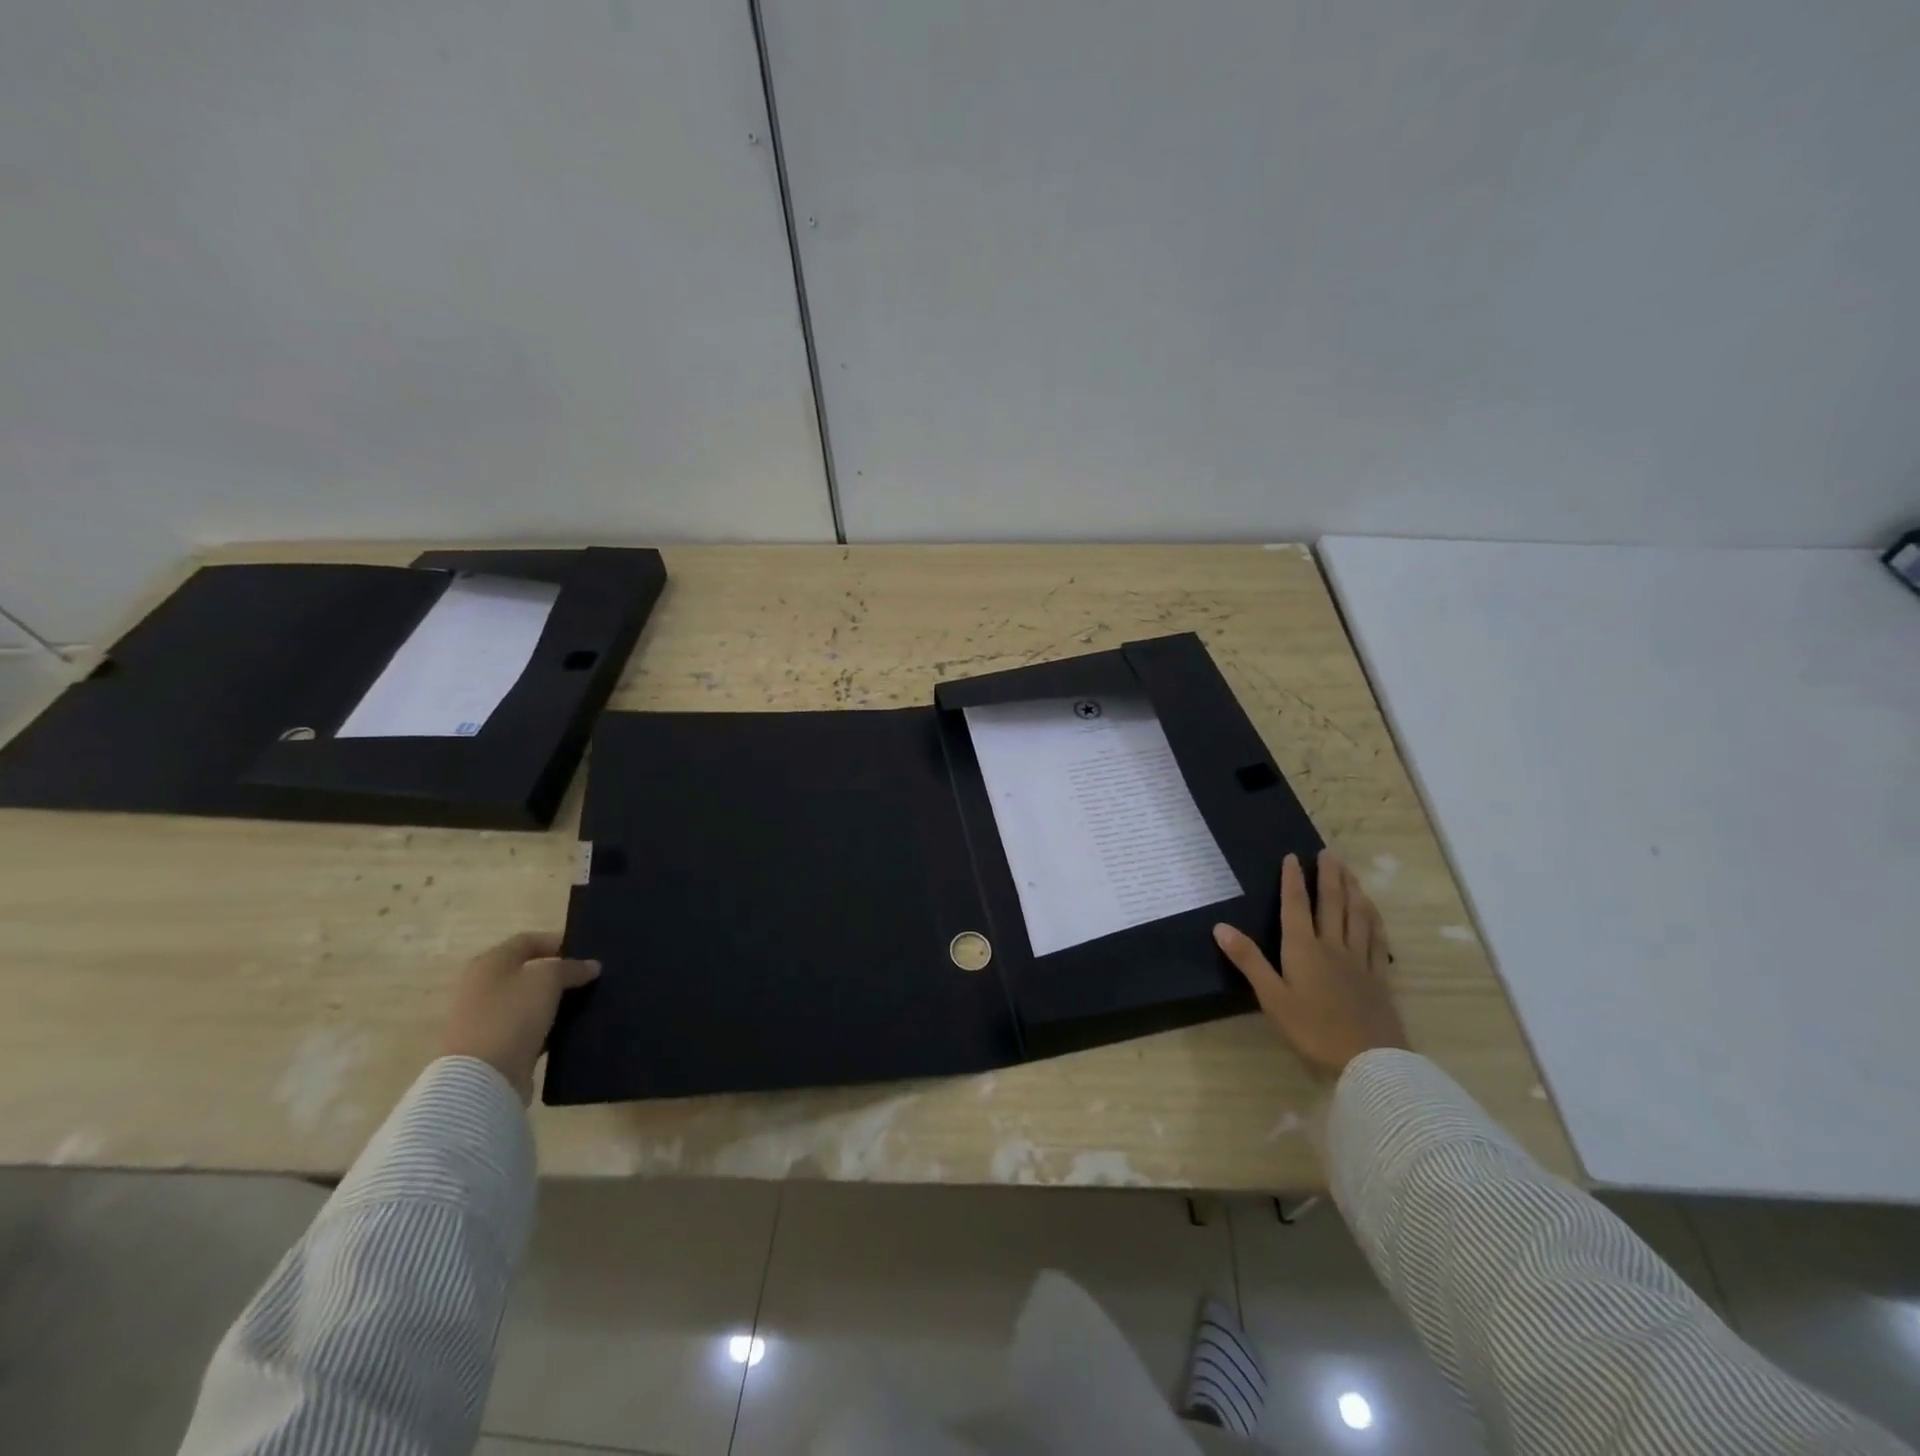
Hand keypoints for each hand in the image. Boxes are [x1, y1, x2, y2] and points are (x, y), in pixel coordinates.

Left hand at [441, 932, 600, 1102]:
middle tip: (592, 976)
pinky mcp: (497, 1045)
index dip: (559, 941)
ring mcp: (488, 1018)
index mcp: (490, 963)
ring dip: (557, 1000)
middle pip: (529, 970)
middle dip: (561, 972)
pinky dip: (550, 1025)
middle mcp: (484, 986)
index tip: (589, 952)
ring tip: (589, 1000)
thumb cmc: (511, 1016)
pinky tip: (573, 1027)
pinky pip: (530, 1027)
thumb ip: (571, 967)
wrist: (482, 1078)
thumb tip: (591, 966)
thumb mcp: (547, 979)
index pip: (529, 940)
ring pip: (532, 1000)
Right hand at [1213, 851, 1407, 1077]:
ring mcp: (1360, 960)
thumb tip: (1220, 926)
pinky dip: (1374, 919)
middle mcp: (1333, 946)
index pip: (1296, 906)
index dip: (1293, 880)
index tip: (1293, 856)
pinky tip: (1373, 912)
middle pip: (1332, 903)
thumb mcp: (1272, 997)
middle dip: (1329, 876)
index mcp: (1304, 949)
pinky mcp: (1379, 976)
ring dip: (1353, 890)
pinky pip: (1377, 939)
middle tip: (1329, 852)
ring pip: (1358, 916)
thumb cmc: (1312, 1029)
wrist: (1369, 1060)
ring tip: (1350, 871)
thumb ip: (1248, 960)